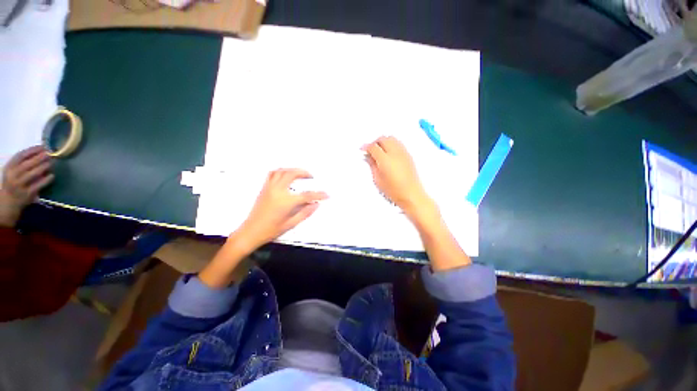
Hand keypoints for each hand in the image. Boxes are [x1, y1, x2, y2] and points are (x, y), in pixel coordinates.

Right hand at [0, 146, 53, 226]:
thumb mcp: (13, 170)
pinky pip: (38, 185)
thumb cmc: (13, 182)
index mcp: (9, 168)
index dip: (32, 150)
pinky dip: (46, 179)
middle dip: (40, 158)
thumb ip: (23, 162)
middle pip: (28, 164)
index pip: (20, 156)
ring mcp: (20, 185)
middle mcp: (13, 176)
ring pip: (33, 174)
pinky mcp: (27, 194)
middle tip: (49, 154)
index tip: (42, 147)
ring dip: (43, 167)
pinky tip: (52, 175)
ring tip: (51, 162)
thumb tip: (40, 152)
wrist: (9, 201)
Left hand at [235, 168, 327, 250]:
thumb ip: (305, 213)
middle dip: (304, 172)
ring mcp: (269, 188)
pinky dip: (281, 171)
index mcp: (286, 201)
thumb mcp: (291, 224)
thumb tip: (316, 205)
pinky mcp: (264, 188)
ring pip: (282, 171)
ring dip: (293, 169)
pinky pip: (272, 174)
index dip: (319, 194)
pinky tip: (285, 174)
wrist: (250, 232)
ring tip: (300, 173)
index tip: (326, 194)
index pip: (307, 195)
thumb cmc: (271, 230)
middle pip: (292, 174)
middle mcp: (278, 191)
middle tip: (311, 176)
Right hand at [362, 136, 434, 217]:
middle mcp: (395, 154)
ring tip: (379, 150)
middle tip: (370, 149)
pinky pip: (398, 143)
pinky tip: (389, 153)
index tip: (363, 150)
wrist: (411, 195)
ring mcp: (403, 153)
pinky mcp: (409, 156)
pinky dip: (392, 144)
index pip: (373, 147)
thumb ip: (372, 166)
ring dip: (384, 141)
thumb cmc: (395, 191)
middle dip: (375, 142)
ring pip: (392, 139)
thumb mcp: (378, 180)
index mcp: (385, 160)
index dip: (366, 147)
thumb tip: (368, 157)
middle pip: (383, 139)